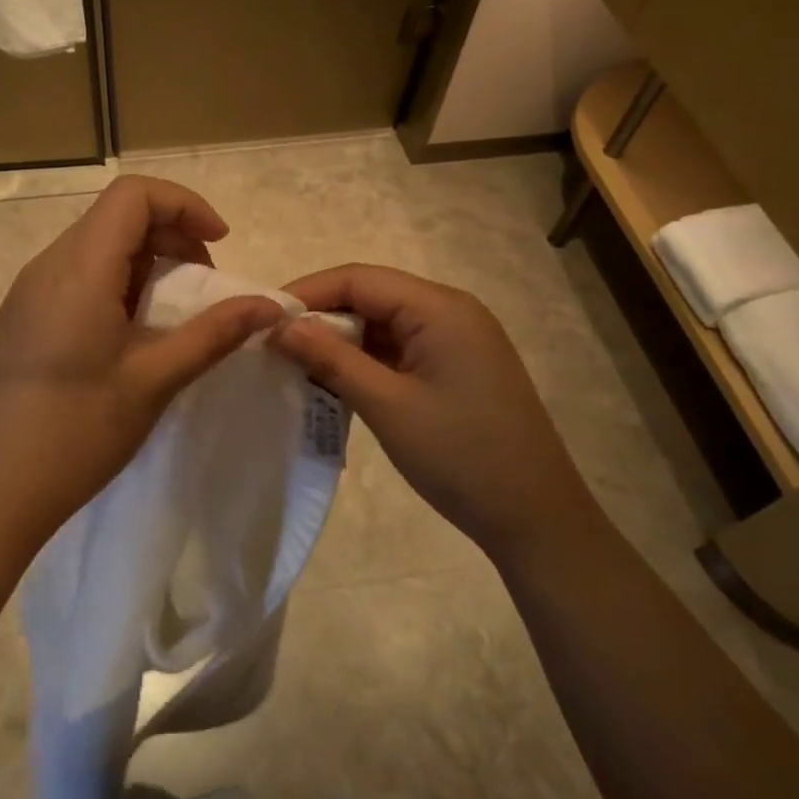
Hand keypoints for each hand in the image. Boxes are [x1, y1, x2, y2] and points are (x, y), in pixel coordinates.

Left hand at [0, 176, 283, 545]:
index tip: (220, 244)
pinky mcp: (21, 319)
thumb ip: (213, 334)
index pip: (134, 194)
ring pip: (96, 247)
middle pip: (116, 216)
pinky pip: (76, 277)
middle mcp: (48, 266)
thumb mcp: (154, 380)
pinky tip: (129, 337)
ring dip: (145, 264)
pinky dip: (116, 285)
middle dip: (172, 235)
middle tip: (204, 285)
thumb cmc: (75, 432)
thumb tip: (269, 306)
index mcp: (80, 267)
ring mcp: (28, 292)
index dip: (185, 205)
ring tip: (172, 315)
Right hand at [270, 264, 593, 553]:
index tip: (262, 318)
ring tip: (296, 363)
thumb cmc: (462, 456)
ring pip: (383, 323)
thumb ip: (331, 359)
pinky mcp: (455, 367)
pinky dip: (365, 360)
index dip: (307, 293)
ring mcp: (456, 340)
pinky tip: (335, 381)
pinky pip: (400, 348)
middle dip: (321, 316)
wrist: (536, 519)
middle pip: (371, 295)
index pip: (358, 279)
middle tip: (274, 344)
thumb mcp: (387, 406)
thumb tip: (279, 326)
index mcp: (440, 308)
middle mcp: (450, 312)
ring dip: (341, 340)